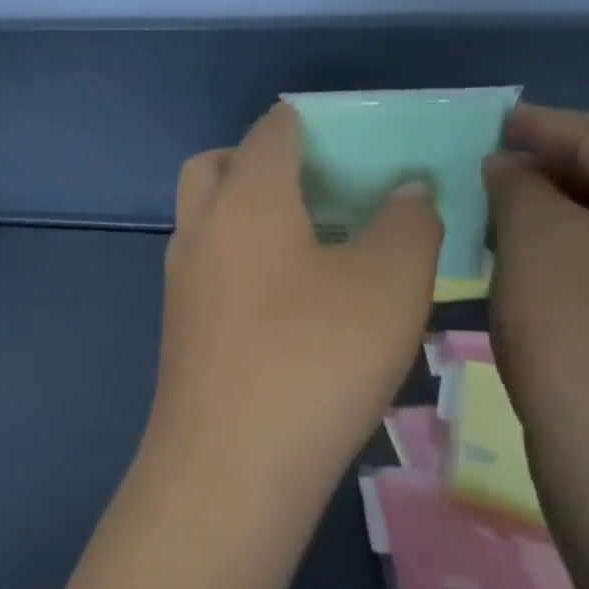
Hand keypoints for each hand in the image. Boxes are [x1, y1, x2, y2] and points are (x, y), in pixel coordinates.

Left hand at [141, 103, 442, 497]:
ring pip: (208, 218)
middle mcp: (200, 229)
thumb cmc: (314, 359)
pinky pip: (210, 266)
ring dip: (250, 212)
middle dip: (263, 161)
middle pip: (218, 166)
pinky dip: (243, 259)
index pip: (272, 129)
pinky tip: (292, 300)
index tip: (360, 140)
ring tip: (319, 244)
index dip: (315, 121)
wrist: (229, 467)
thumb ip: (408, 222)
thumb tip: (405, 190)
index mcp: (245, 198)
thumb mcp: (390, 284)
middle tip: (324, 190)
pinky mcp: (180, 327)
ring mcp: (181, 281)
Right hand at [485, 105, 588, 483]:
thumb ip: (519, 186)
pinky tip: (539, 262)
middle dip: (553, 173)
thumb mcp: (538, 244)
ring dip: (565, 217)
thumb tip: (509, 166)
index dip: (544, 129)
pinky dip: (587, 256)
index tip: (492, 122)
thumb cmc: (587, 339)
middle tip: (487, 168)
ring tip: (502, 211)